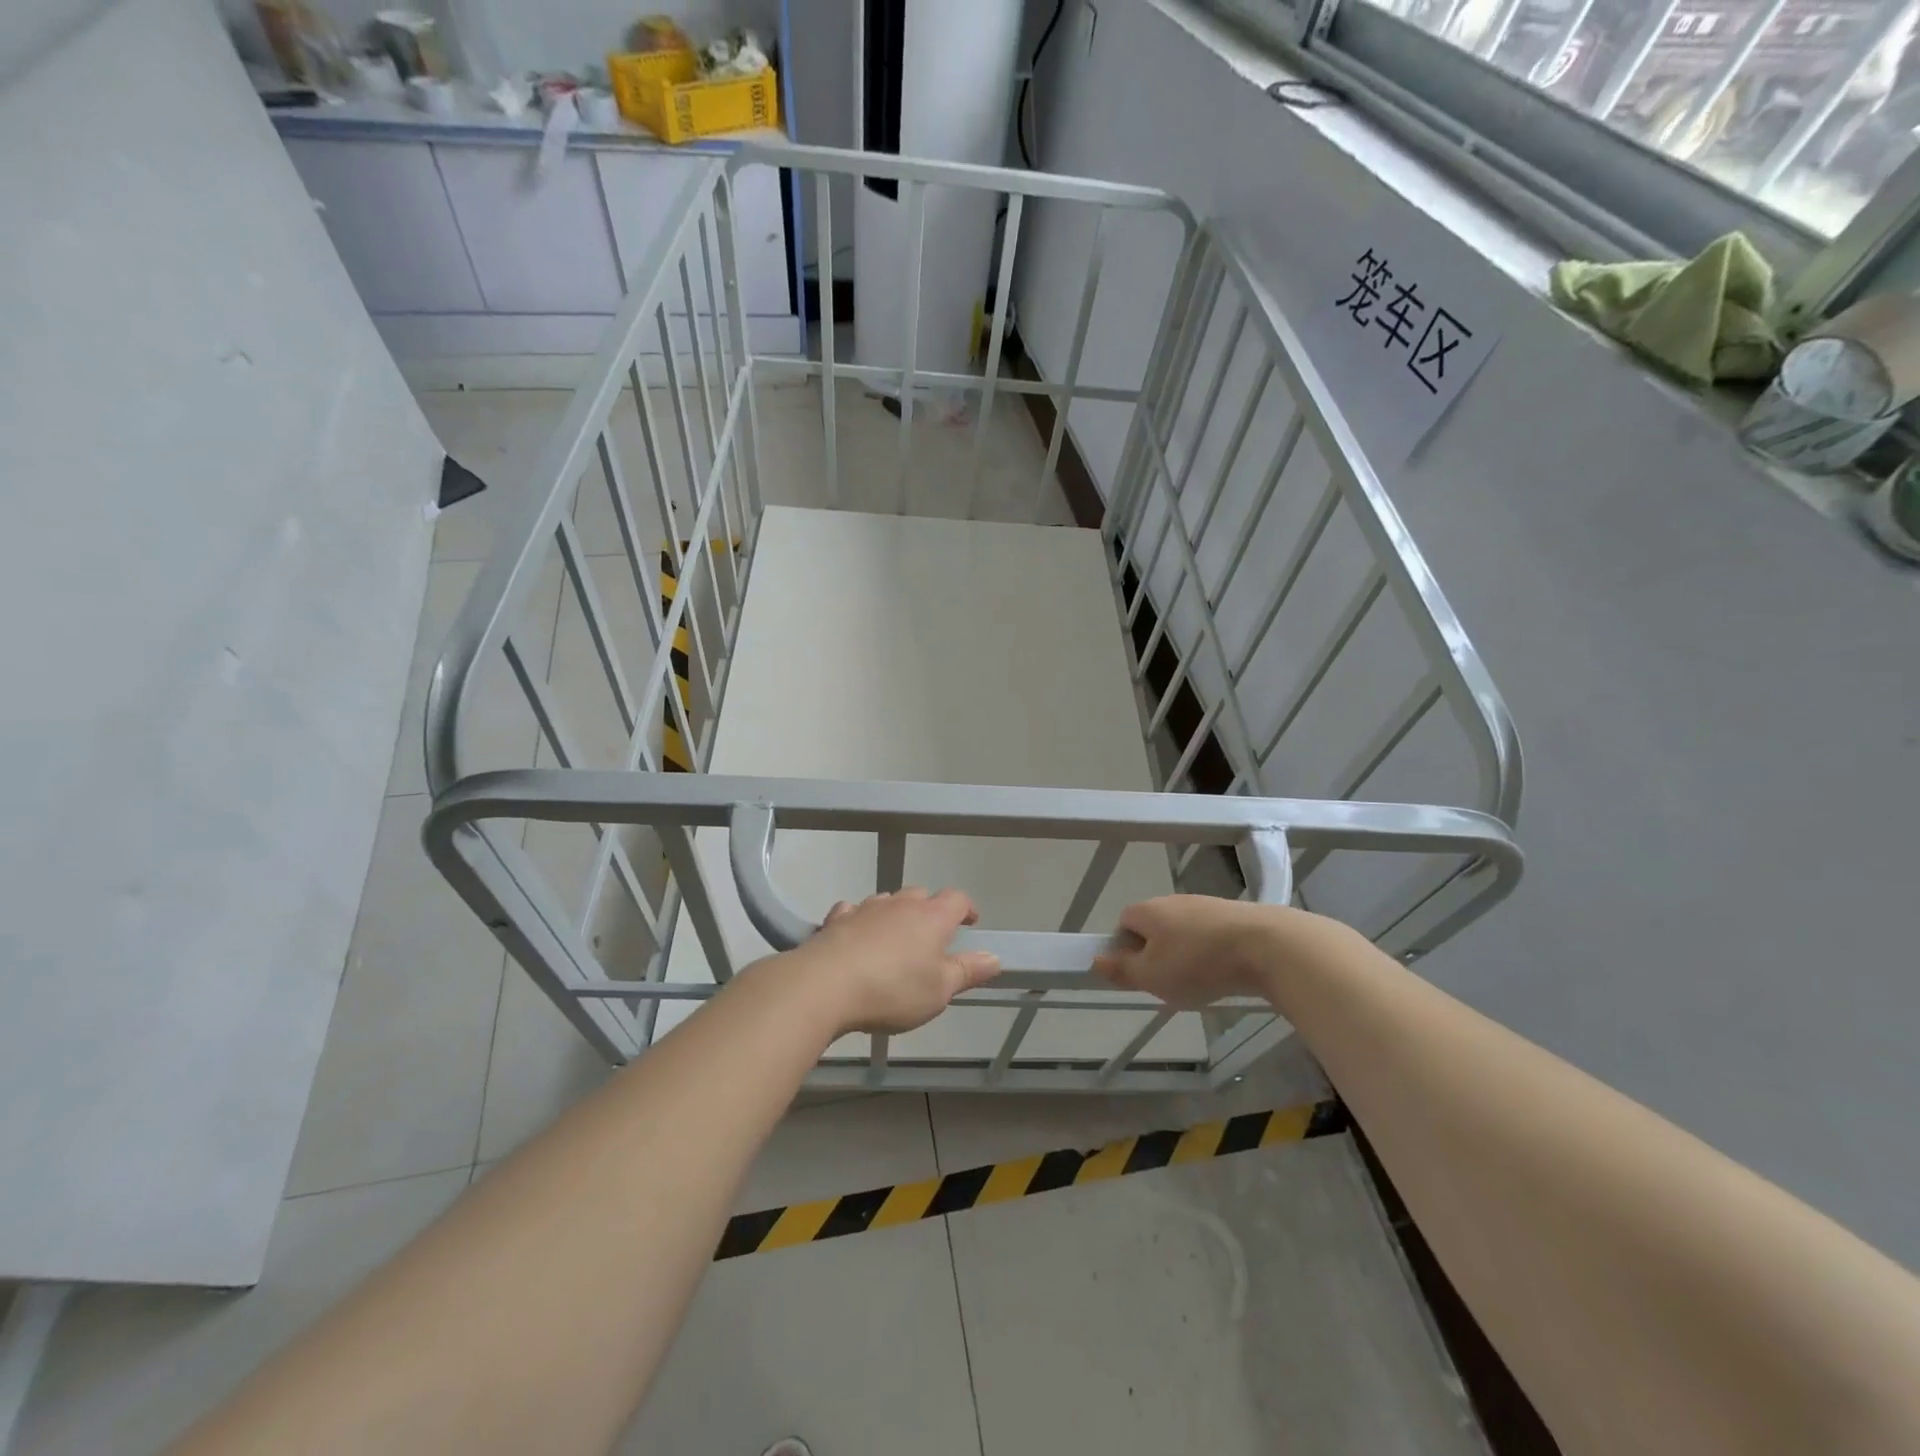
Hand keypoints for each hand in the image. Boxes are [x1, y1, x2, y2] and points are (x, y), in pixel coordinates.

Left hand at [788, 888, 1000, 1035]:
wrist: (825, 985)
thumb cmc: (893, 990)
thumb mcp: (939, 990)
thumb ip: (967, 971)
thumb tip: (994, 957)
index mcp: (932, 917)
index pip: (957, 898)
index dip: (966, 908)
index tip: (970, 923)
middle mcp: (900, 904)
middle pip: (921, 895)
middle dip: (929, 911)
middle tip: (930, 937)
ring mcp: (865, 908)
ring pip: (887, 901)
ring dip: (894, 914)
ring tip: (894, 940)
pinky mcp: (836, 920)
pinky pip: (852, 911)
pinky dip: (859, 920)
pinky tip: (855, 936)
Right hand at [1092, 895, 1302, 1008]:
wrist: (1265, 945)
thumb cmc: (1197, 962)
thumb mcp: (1151, 976)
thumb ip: (1121, 970)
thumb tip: (1096, 960)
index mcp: (1147, 911)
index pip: (1123, 923)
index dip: (1125, 949)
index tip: (1138, 974)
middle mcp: (1173, 901)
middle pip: (1154, 927)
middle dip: (1156, 954)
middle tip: (1167, 984)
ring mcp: (1205, 905)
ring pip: (1183, 932)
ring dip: (1185, 955)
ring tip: (1199, 983)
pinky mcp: (1233, 915)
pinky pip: (1210, 935)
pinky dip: (1211, 953)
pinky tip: (1223, 973)